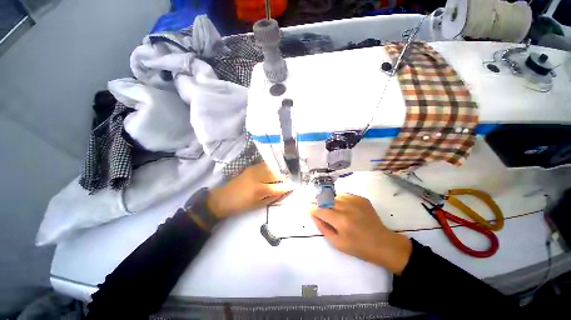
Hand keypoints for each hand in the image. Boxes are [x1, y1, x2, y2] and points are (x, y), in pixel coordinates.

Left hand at [206, 162, 292, 218]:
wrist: (222, 198)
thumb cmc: (240, 205)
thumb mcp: (258, 205)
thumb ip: (273, 197)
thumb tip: (285, 191)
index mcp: (259, 190)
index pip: (279, 186)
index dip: (289, 186)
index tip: (295, 185)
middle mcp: (258, 176)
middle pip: (277, 173)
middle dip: (286, 175)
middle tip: (293, 177)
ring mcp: (254, 169)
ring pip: (272, 166)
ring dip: (281, 169)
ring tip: (287, 172)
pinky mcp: (251, 167)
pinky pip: (266, 164)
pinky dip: (273, 166)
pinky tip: (277, 169)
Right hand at [310, 193, 411, 274]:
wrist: (383, 243)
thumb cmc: (359, 248)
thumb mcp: (337, 243)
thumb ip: (323, 227)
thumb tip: (314, 215)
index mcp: (341, 221)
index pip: (321, 210)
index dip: (313, 209)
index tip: (311, 210)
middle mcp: (347, 208)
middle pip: (326, 200)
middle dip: (321, 204)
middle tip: (322, 211)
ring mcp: (355, 201)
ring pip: (335, 196)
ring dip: (330, 201)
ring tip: (334, 210)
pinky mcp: (362, 199)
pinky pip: (345, 195)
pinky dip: (340, 200)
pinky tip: (344, 208)